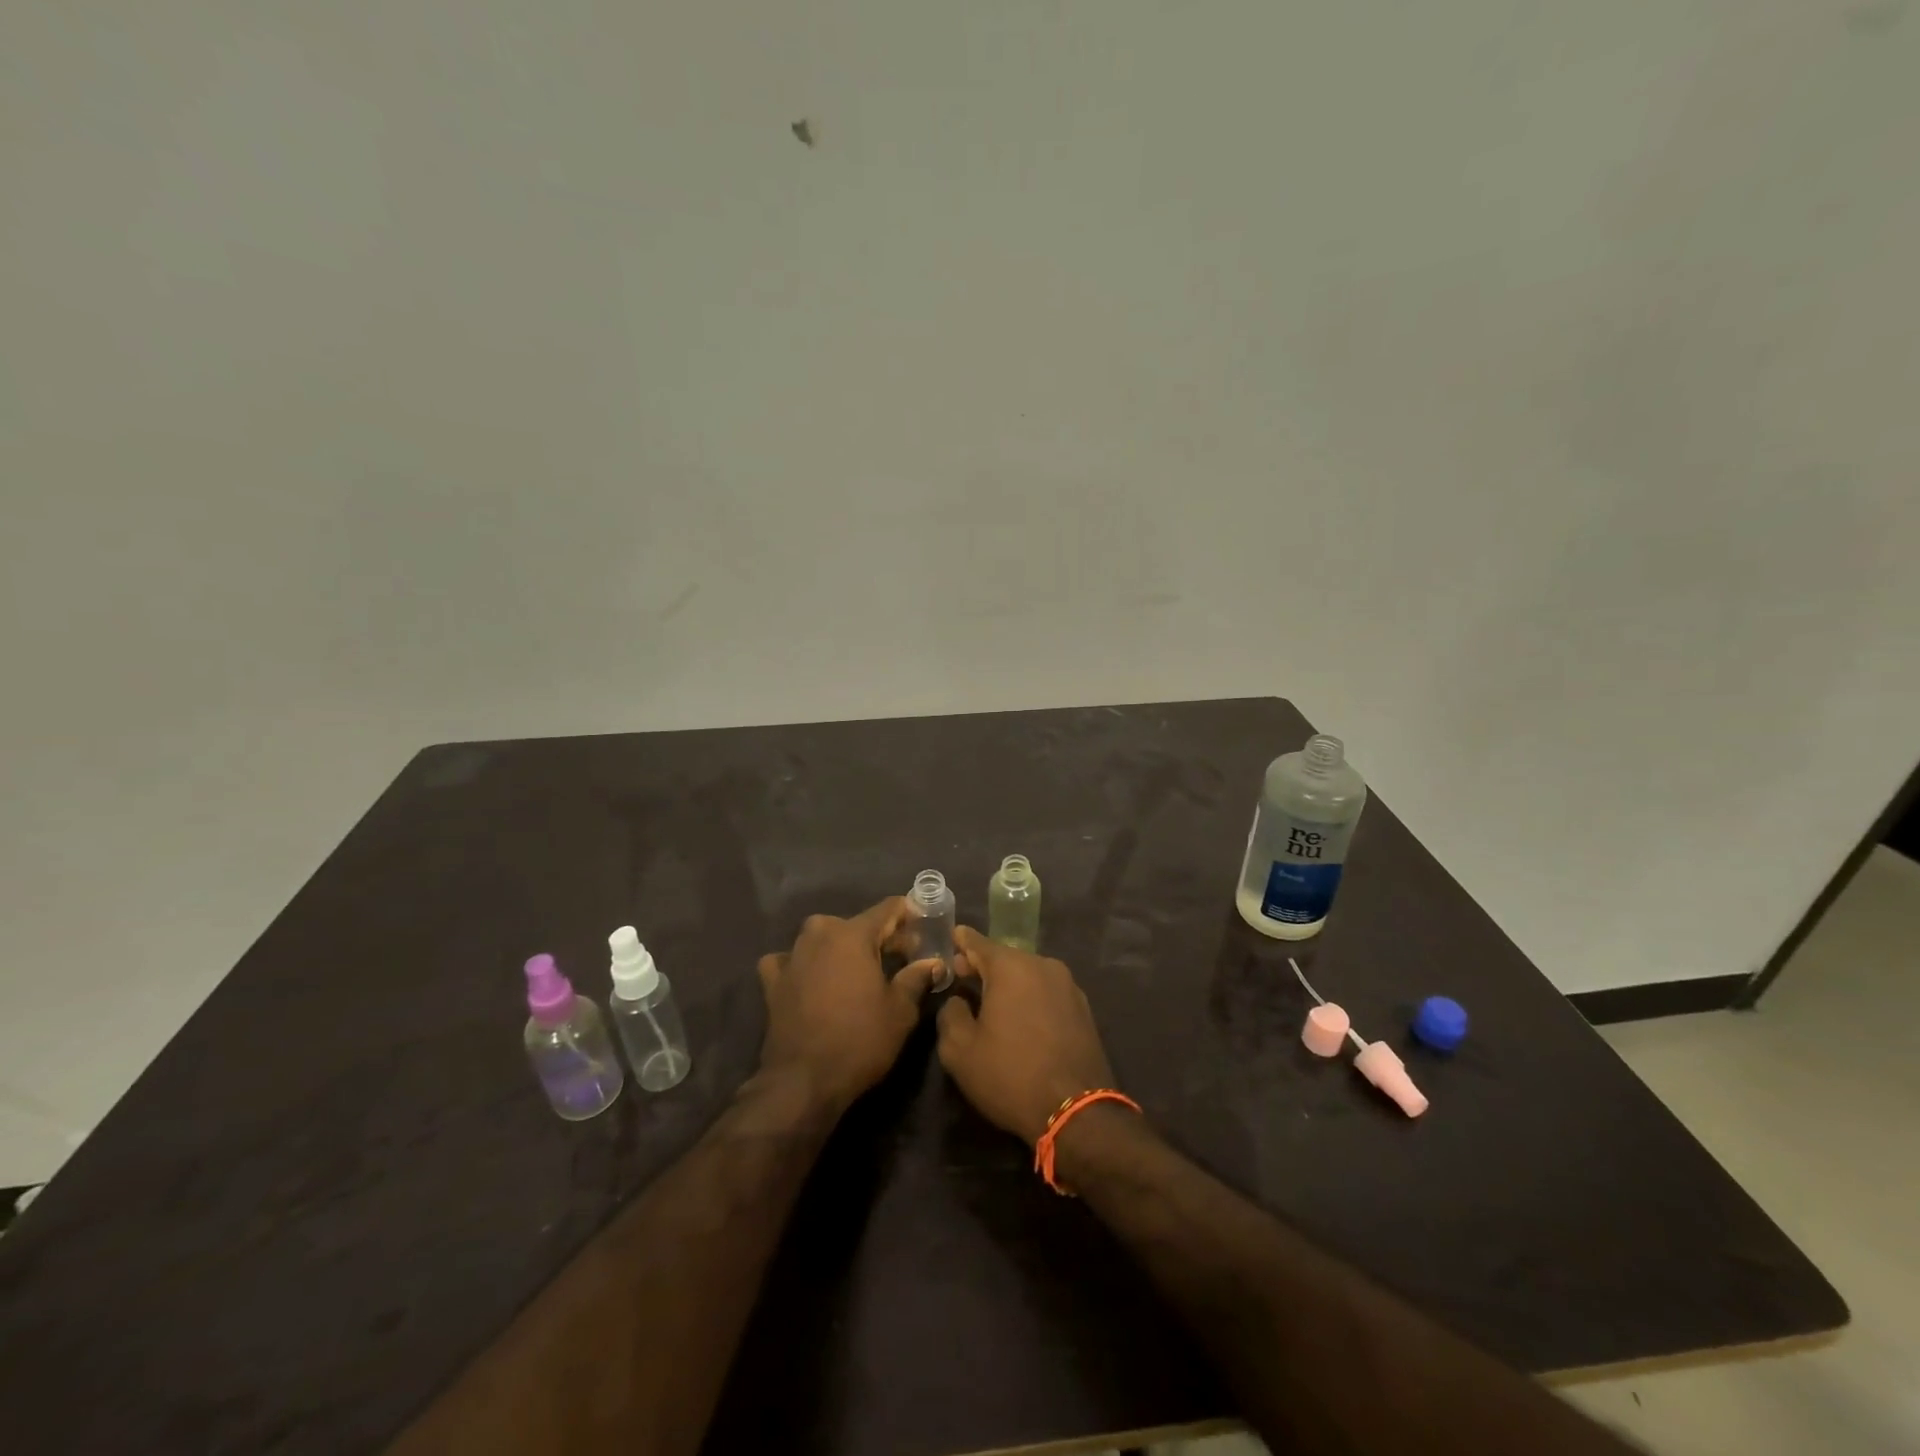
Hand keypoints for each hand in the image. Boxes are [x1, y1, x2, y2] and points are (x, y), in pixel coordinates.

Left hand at [756, 898, 940, 1113]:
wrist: (802, 1081)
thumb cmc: (859, 1040)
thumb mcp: (900, 1011)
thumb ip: (917, 978)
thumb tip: (932, 963)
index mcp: (853, 934)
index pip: (888, 909)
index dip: (910, 915)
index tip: (924, 928)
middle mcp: (820, 934)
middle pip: (857, 924)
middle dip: (880, 936)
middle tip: (901, 958)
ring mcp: (792, 955)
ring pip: (823, 938)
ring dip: (843, 948)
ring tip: (860, 971)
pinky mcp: (772, 981)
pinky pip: (791, 960)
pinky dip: (804, 965)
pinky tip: (811, 979)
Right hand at [936, 926, 1116, 1143]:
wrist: (1077, 1112)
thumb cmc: (1010, 1075)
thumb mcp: (960, 1050)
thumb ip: (950, 1014)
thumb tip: (958, 1000)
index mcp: (1011, 967)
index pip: (978, 942)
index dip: (961, 941)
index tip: (950, 937)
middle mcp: (1043, 965)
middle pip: (1005, 957)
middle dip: (983, 965)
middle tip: (962, 976)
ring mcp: (1068, 986)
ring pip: (1028, 975)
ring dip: (1008, 983)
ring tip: (990, 1001)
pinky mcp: (1083, 1010)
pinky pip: (1047, 993)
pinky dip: (1030, 998)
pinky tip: (1020, 1019)